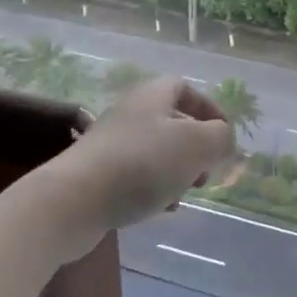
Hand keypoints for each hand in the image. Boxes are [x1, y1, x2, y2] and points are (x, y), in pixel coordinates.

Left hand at [45, 78, 236, 262]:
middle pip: (171, 122)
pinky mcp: (97, 175)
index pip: (184, 87)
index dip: (208, 108)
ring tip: (185, 193)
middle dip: (195, 146)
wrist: (72, 202)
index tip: (223, 134)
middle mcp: (129, 113)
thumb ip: (220, 138)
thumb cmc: (142, 164)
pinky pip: (135, 176)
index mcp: (152, 96)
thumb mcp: (196, 145)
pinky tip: (161, 209)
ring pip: (155, 152)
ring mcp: (110, 145)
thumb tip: (224, 139)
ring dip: (176, 170)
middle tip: (206, 170)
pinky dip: (154, 189)